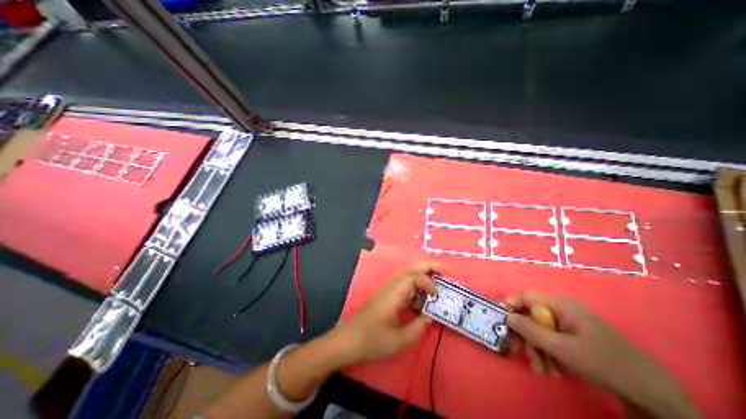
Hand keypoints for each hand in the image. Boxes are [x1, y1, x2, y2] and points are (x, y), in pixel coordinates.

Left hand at [331, 262, 438, 363]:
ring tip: (435, 286)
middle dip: (427, 267)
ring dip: (421, 276)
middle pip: (410, 269)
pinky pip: (403, 285)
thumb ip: (418, 328)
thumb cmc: (372, 340)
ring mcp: (387, 290)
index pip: (413, 277)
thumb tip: (430, 317)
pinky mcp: (385, 295)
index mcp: (394, 294)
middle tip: (442, 272)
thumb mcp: (399, 340)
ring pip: (406, 275)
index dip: (428, 282)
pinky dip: (414, 286)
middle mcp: (390, 287)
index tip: (437, 296)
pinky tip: (419, 300)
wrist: (348, 340)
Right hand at [508, 292, 700, 418]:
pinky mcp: (575, 338)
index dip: (511, 305)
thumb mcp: (561, 348)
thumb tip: (507, 316)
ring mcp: (569, 325)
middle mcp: (562, 311)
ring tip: (543, 371)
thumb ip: (530, 330)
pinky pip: (552, 341)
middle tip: (521, 354)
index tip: (501, 320)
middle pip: (531, 317)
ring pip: (540, 331)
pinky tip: (554, 371)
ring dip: (537, 350)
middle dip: (526, 337)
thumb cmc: (602, 363)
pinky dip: (549, 355)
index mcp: (560, 305)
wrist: (651, 393)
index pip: (526, 297)